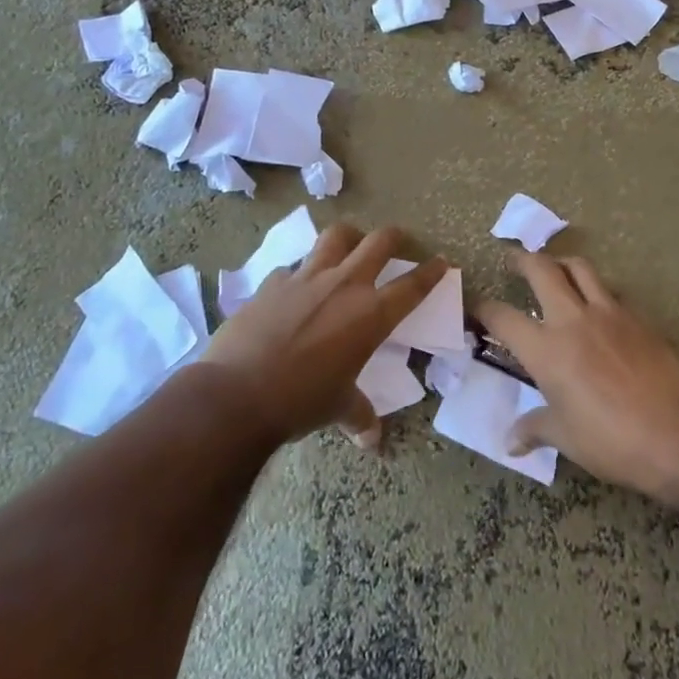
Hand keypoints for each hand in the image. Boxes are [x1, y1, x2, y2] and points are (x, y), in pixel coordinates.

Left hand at [204, 224, 447, 448]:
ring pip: (335, 236)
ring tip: (348, 244)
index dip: (431, 271)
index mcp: (371, 314)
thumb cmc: (300, 401)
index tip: (441, 261)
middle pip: (379, 242)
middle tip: (397, 241)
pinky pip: (291, 268)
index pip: (413, 286)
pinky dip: (298, 274)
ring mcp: (305, 278)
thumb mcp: (338, 408)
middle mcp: (344, 285)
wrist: (237, 394)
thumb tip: (372, 442)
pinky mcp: (272, 283)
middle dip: (394, 237)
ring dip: (348, 237)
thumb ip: (359, 415)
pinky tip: (293, 289)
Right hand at [473, 253, 678, 496]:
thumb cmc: (612, 440)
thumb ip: (535, 428)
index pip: (502, 317)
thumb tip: (511, 441)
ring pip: (580, 268)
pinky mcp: (638, 317)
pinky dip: (597, 289)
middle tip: (512, 260)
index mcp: (546, 350)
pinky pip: (611, 290)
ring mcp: (609, 313)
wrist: (678, 434)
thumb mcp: (566, 438)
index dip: (482, 308)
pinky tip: (598, 305)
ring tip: (554, 268)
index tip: (475, 307)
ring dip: (561, 263)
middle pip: (541, 270)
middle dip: (522, 260)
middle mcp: (573, 320)